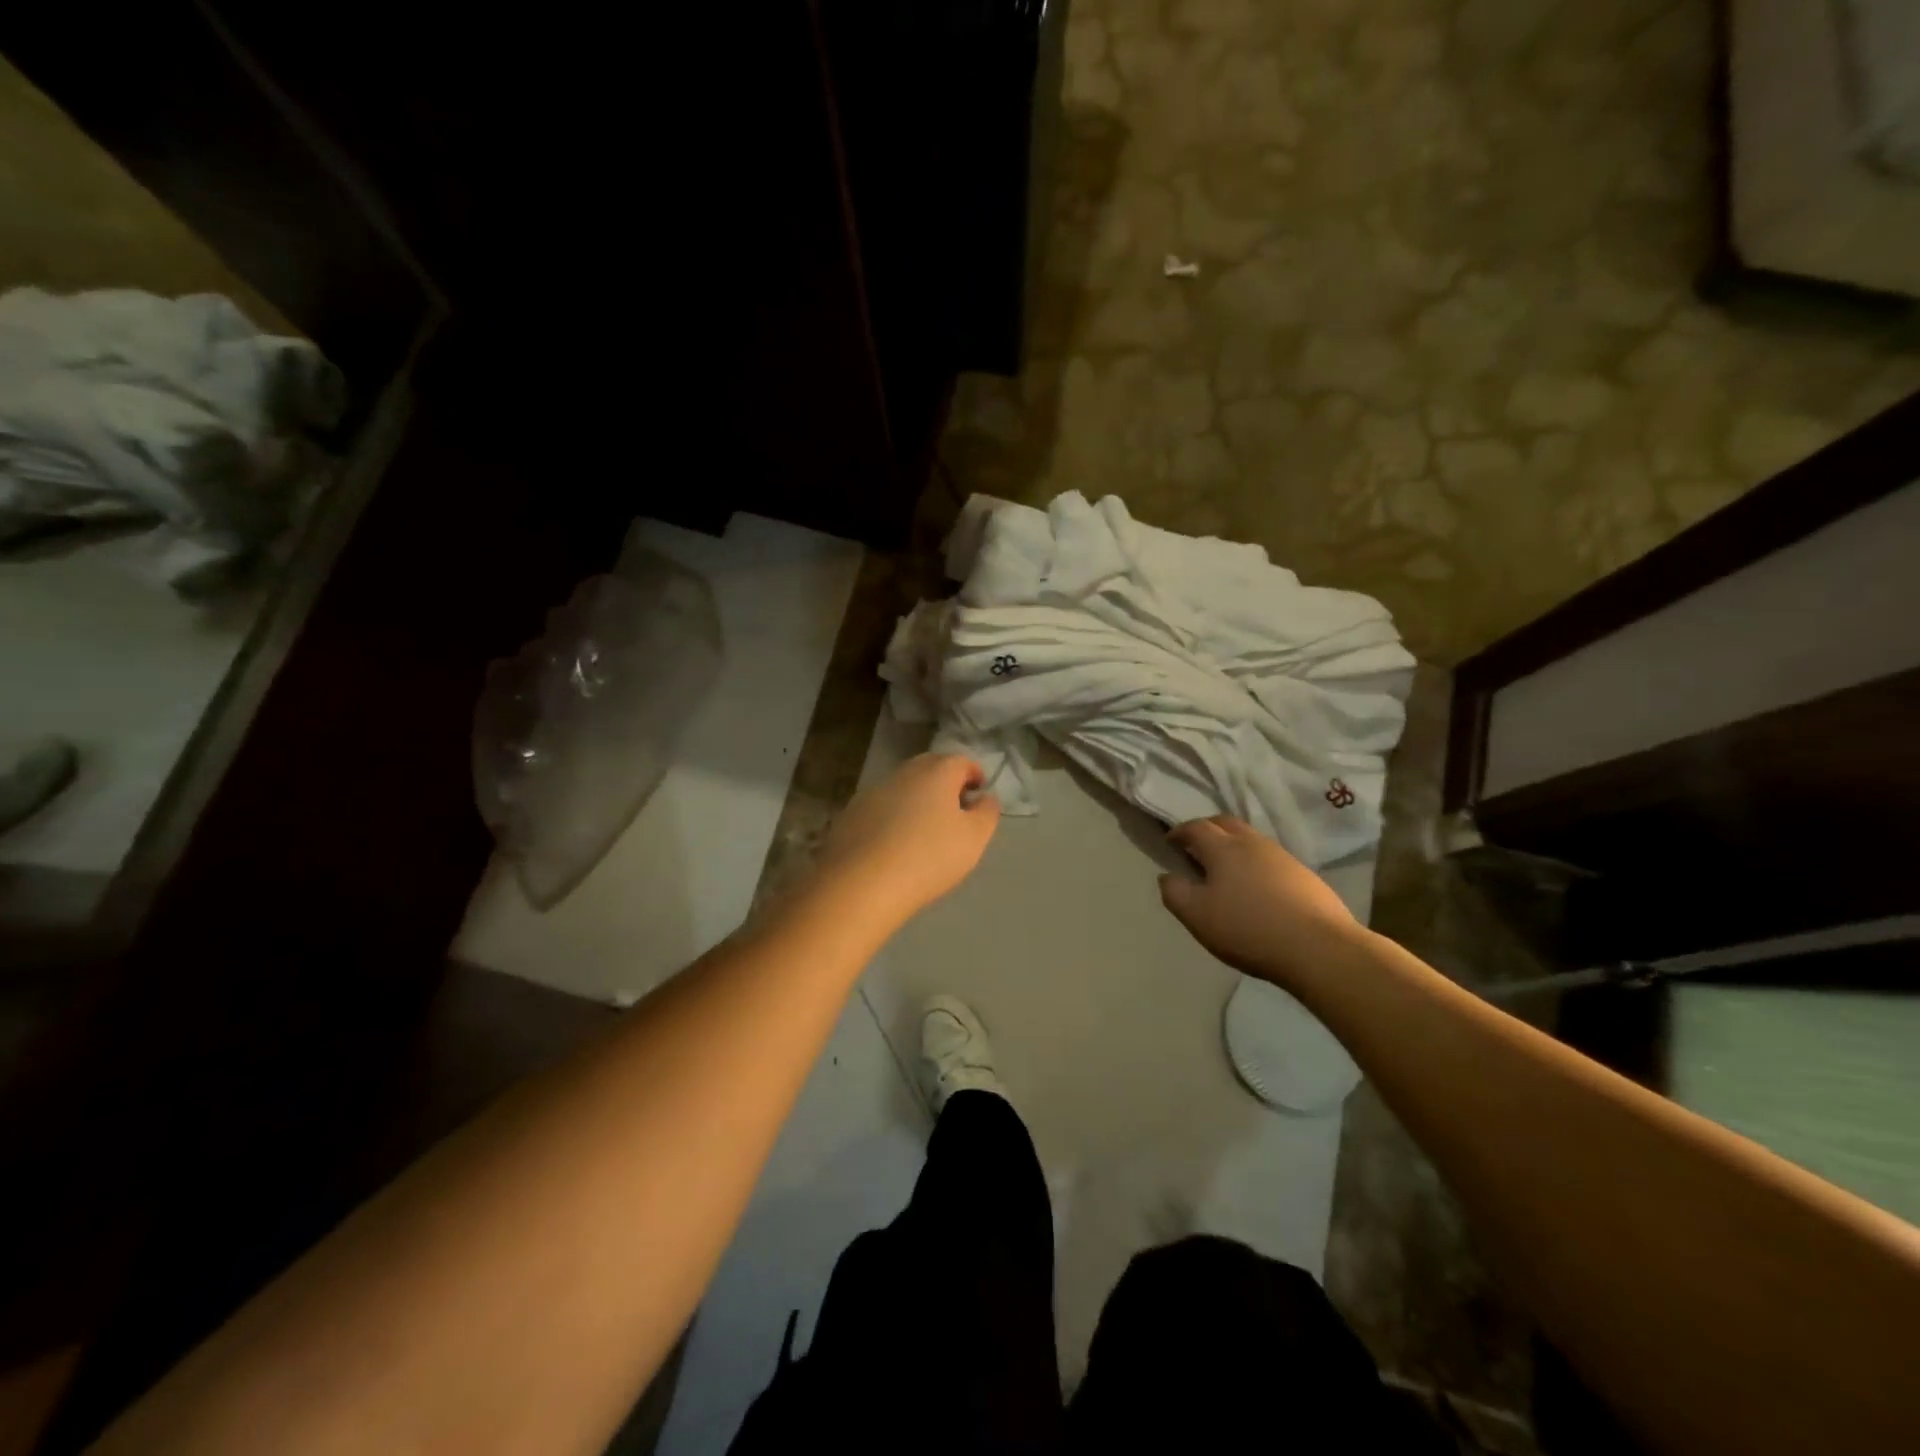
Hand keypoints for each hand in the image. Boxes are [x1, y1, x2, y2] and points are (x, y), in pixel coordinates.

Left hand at [812, 753, 1000, 923]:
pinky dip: (892, 816)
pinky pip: (880, 807)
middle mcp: (903, 773)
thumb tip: (985, 797)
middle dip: (945, 782)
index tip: (979, 793)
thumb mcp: (974, 838)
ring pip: (903, 787)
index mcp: (936, 772)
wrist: (862, 884)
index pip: (961, 761)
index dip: (974, 774)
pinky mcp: (851, 813)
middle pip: (929, 768)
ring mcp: (873, 791)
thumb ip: (987, 813)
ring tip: (924, 828)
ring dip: (917, 799)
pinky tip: (894, 843)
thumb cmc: (929, 857)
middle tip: (954, 808)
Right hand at [1159, 815, 1358, 985]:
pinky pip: (1271, 859)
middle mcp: (1253, 843)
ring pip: (1251, 839)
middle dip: (1207, 830)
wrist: (1318, 948)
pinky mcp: (1304, 875)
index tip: (1170, 842)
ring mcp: (1282, 856)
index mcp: (1223, 848)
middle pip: (1226, 823)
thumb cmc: (1248, 929)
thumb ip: (1174, 893)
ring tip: (1225, 869)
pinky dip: (1255, 863)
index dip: (1179, 832)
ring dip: (1233, 846)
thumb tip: (1167, 876)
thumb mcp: (1197, 916)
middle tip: (1196, 847)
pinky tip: (1257, 888)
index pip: (1195, 827)